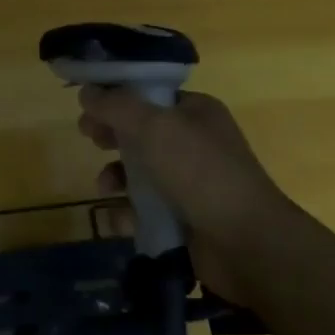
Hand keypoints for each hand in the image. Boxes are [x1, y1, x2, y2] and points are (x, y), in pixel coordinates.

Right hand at [78, 86, 302, 294]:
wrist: (247, 243)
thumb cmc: (200, 172)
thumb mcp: (153, 127)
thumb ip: (115, 106)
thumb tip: (87, 91)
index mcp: (195, 112)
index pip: (149, 95)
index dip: (116, 98)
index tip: (88, 106)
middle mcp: (194, 143)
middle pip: (140, 133)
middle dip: (112, 136)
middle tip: (91, 140)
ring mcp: (190, 183)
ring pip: (139, 173)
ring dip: (116, 178)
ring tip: (106, 188)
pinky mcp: (183, 219)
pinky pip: (145, 210)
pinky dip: (128, 214)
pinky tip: (121, 220)